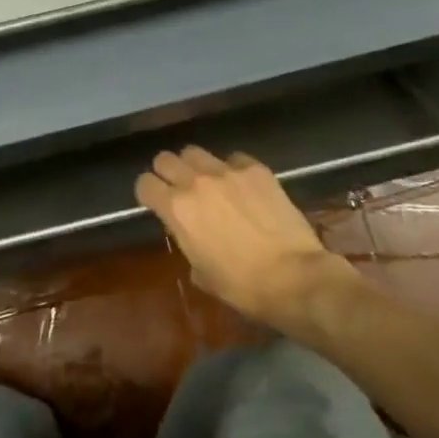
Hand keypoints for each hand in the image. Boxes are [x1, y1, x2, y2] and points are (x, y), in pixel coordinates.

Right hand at [135, 147, 358, 329]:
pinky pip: (234, 158)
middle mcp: (196, 182)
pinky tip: (243, 186)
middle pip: (165, 159)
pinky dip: (233, 169)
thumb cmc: (242, 285)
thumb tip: (192, 234)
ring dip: (196, 166)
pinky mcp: (256, 169)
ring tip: (209, 182)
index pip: (144, 184)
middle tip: (179, 188)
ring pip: (196, 152)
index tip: (155, 201)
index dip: (147, 193)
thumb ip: (188, 242)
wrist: (293, 276)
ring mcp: (227, 171)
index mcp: (177, 209)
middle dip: (167, 172)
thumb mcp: (202, 272)